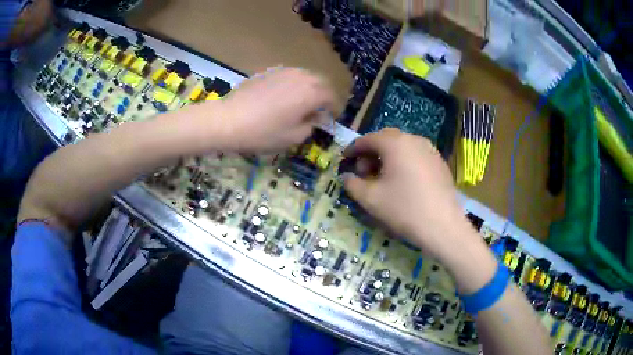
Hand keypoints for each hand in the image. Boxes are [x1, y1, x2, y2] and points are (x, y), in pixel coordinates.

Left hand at [216, 67, 335, 151]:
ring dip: (309, 88)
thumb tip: (314, 117)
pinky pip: (289, 76)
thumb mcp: (293, 138)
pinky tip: (284, 96)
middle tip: (319, 110)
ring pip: (305, 76)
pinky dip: (293, 84)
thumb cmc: (263, 132)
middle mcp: (301, 77)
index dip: (334, 109)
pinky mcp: (269, 71)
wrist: (229, 120)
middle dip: (323, 95)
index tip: (330, 119)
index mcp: (311, 93)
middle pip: (320, 82)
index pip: (331, 97)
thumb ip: (310, 126)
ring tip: (302, 102)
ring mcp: (284, 71)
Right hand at [342, 128, 471, 260]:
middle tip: (364, 172)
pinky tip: (403, 181)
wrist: (443, 226)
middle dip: (371, 152)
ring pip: (402, 146)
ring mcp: (430, 149)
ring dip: (388, 157)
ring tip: (383, 178)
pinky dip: (403, 162)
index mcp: (395, 143)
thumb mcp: (370, 199)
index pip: (368, 139)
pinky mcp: (439, 162)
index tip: (345, 159)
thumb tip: (347, 176)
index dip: (353, 149)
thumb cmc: (403, 209)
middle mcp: (413, 139)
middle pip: (386, 139)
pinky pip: (416, 155)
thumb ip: (352, 184)